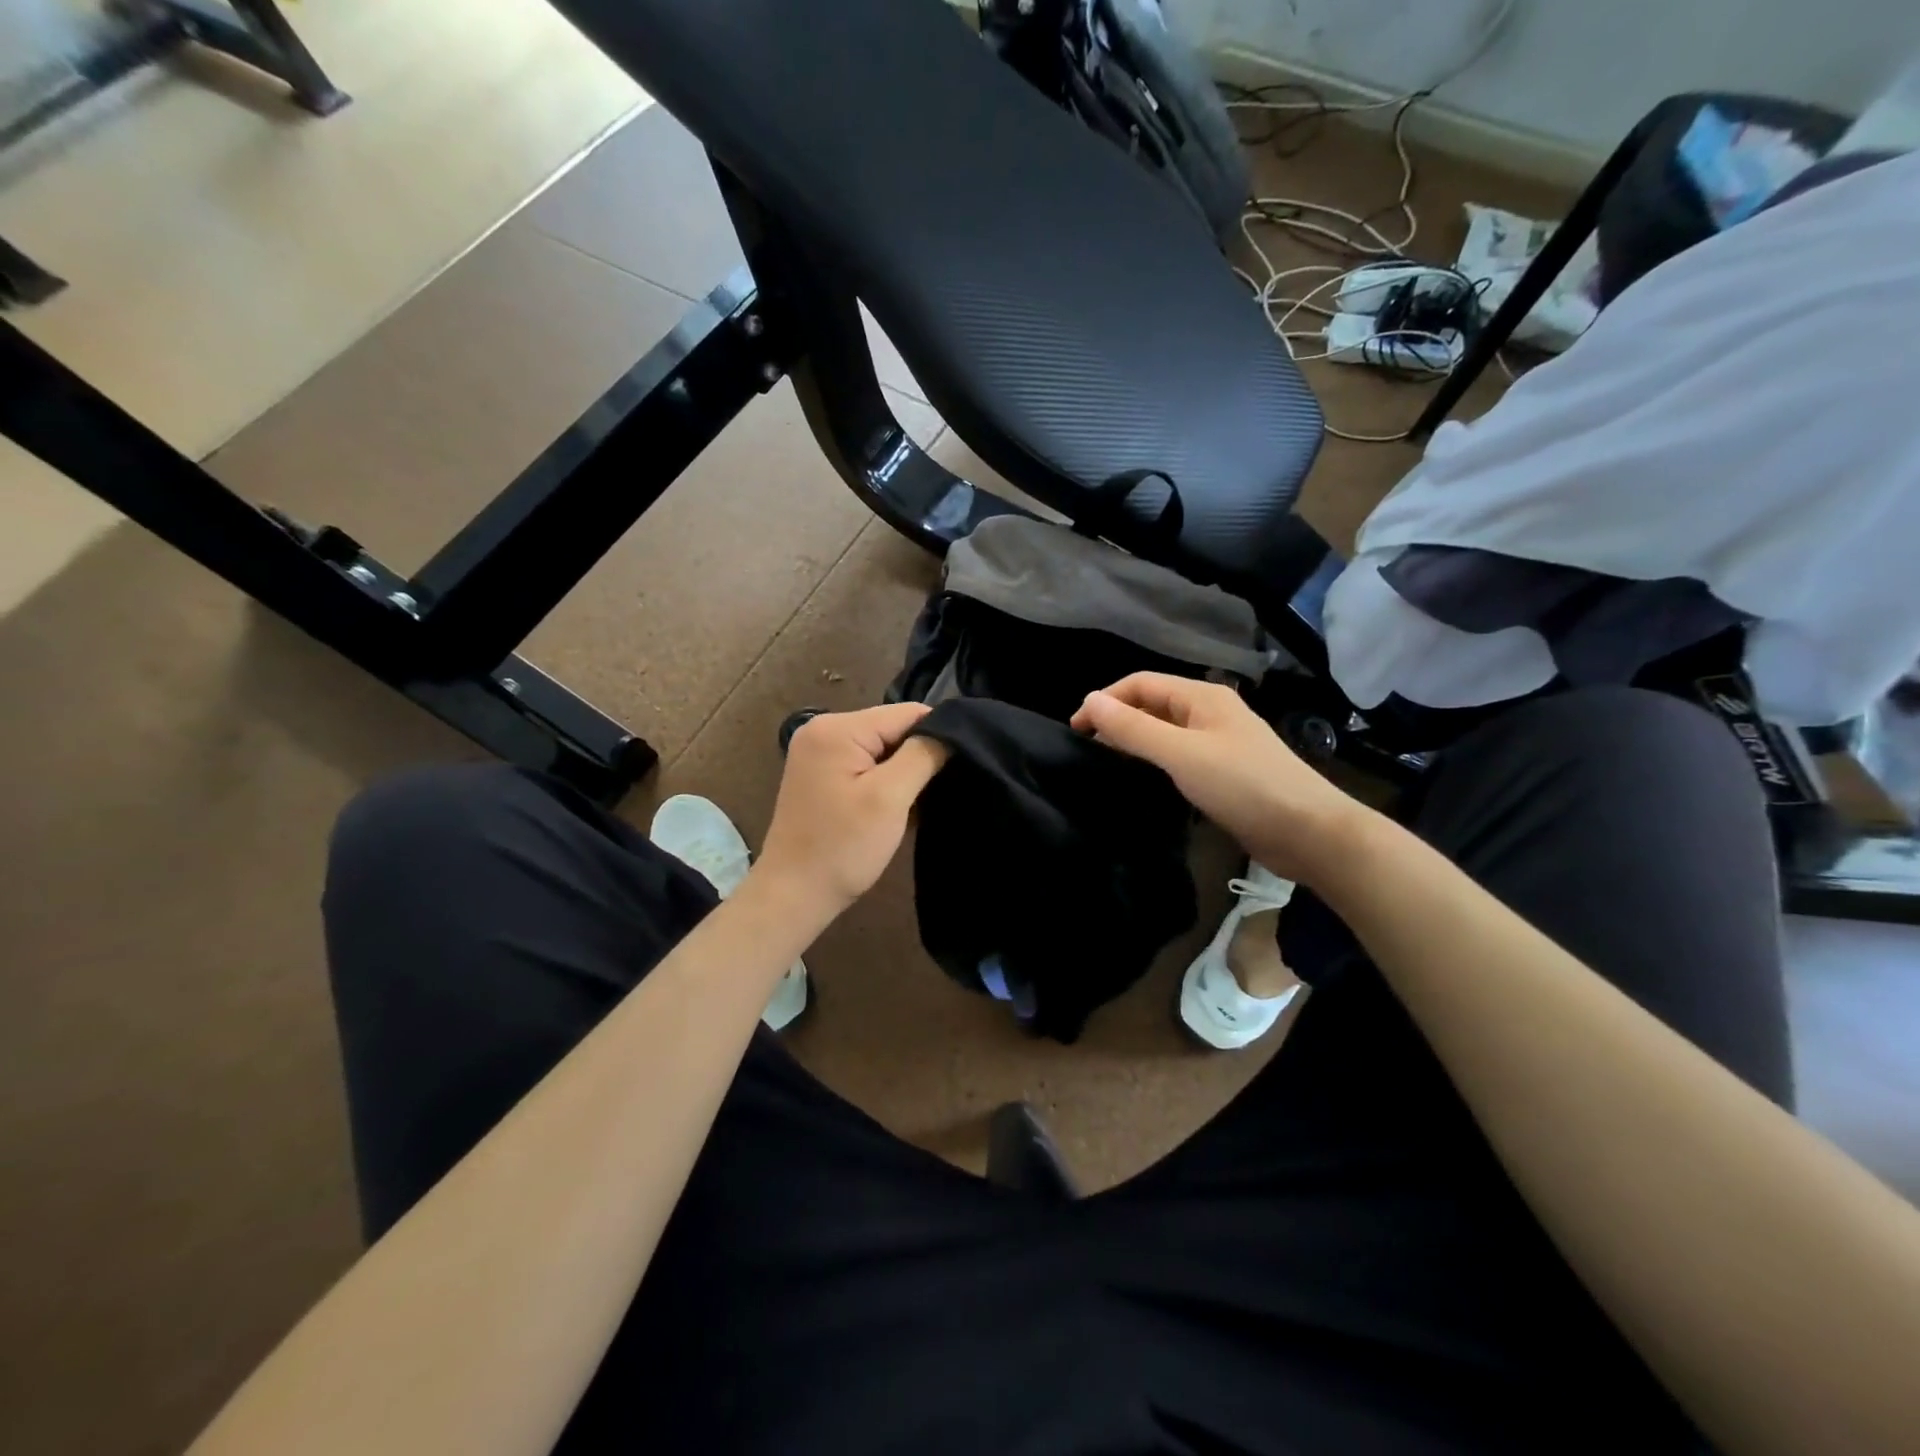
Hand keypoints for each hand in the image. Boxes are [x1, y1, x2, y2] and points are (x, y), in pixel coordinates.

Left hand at [754, 704, 949, 920]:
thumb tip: (950, 728)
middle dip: (919, 755)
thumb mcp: (890, 798)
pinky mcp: (820, 776)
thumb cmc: (843, 847)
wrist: (794, 896)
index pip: (906, 713)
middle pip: (892, 728)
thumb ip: (923, 754)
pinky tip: (896, 807)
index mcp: (837, 728)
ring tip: (921, 800)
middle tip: (941, 788)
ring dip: (903, 772)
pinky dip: (885, 782)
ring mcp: (818, 753)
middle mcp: (823, 730)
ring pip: (882, 749)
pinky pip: (865, 765)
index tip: (961, 765)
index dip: (938, 734)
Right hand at [1071, 673, 1370, 885]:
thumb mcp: (1181, 753)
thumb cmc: (1244, 785)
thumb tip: (1089, 700)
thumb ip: (1134, 728)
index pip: (1140, 683)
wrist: (1309, 832)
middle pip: (1153, 703)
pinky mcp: (1225, 771)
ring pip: (1165, 730)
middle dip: (1117, 718)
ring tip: (1107, 763)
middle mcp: (1210, 712)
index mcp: (1202, 697)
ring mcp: (1220, 742)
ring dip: (1135, 740)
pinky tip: (1144, 780)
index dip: (1105, 700)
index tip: (1075, 731)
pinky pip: (1180, 755)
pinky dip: (1155, 760)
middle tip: (1086, 749)